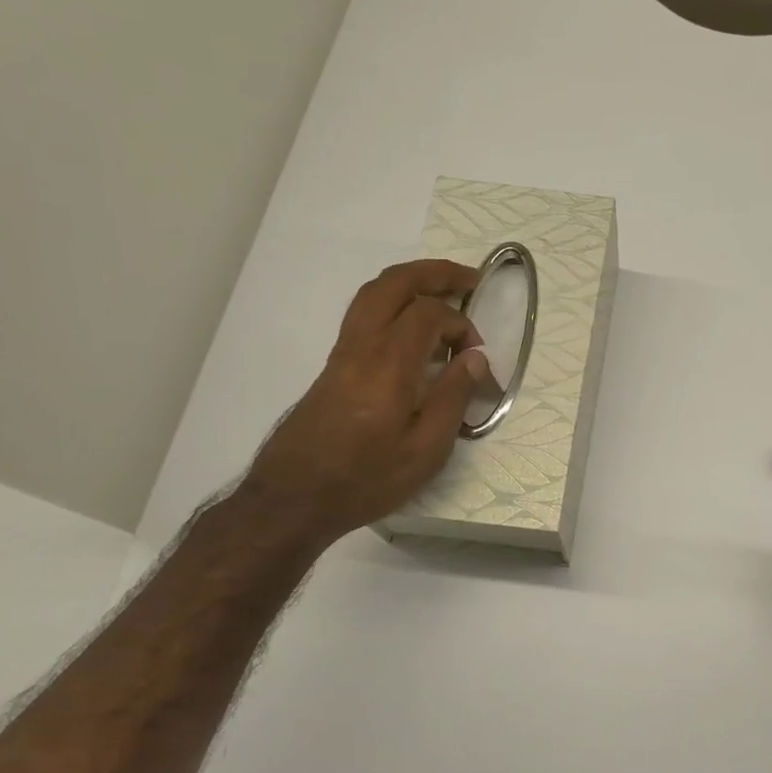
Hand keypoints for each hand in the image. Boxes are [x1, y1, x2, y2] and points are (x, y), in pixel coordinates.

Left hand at [242, 260, 492, 541]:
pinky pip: (364, 315)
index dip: (462, 325)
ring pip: (372, 294)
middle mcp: (361, 347)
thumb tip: (475, 359)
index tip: (477, 358)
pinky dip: (394, 304)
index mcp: (388, 365)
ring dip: (410, 282)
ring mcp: (342, 354)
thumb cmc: (366, 480)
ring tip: (442, 291)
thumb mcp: (425, 450)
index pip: (429, 315)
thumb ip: (453, 398)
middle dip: (434, 273)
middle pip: (393, 284)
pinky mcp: (333, 368)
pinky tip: (412, 328)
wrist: (294, 499)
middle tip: (469, 278)